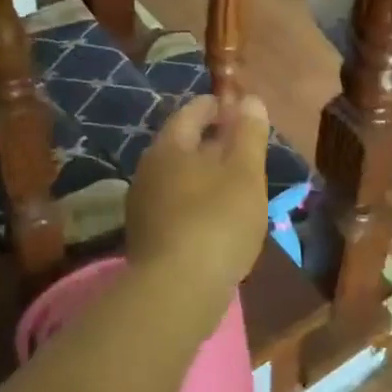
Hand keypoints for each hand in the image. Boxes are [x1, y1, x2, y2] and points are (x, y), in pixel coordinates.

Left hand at [126, 94, 269, 307]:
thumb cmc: (217, 221)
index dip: (218, 106)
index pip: (192, 112)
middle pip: (182, 145)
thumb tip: (249, 100)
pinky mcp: (147, 237)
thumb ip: (249, 134)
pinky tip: (217, 218)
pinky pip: (175, 206)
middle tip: (243, 147)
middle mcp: (148, 170)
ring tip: (235, 183)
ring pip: (178, 177)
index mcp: (169, 147)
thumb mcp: (245, 173)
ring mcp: (143, 206)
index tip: (240, 109)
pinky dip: (197, 202)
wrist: (177, 291)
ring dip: (205, 174)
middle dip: (212, 142)